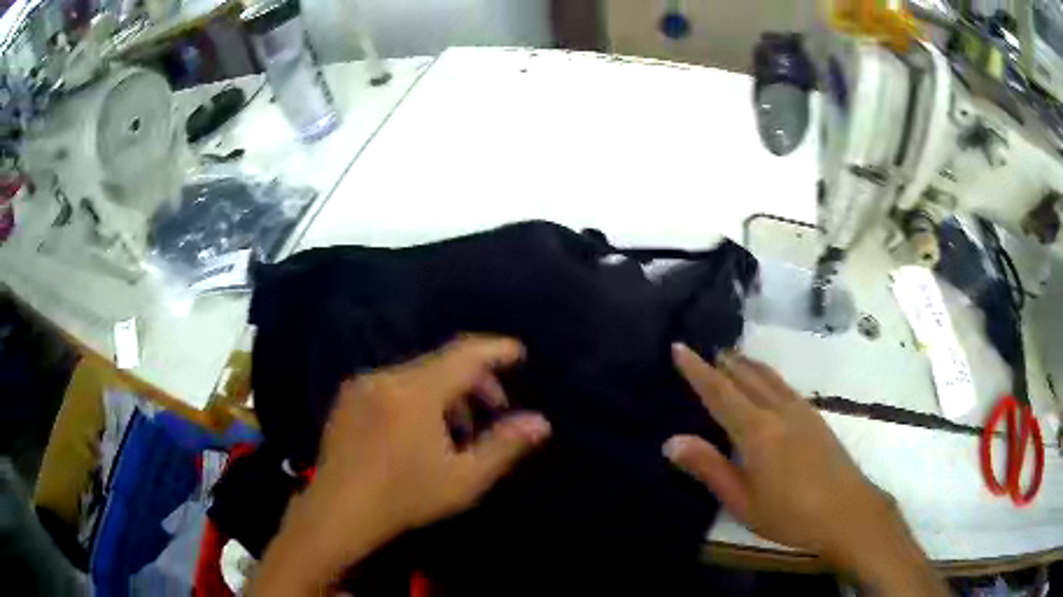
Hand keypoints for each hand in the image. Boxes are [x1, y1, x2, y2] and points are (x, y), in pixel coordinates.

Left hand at [315, 335, 551, 531]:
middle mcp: (386, 377)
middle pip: (440, 364)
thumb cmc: (404, 497)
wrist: (338, 511)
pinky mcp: (347, 398)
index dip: (494, 351)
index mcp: (415, 392)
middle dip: (473, 382)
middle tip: (494, 410)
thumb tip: (541, 422)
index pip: (464, 355)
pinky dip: (417, 399)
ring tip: (457, 431)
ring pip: (416, 376)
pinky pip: (393, 386)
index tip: (518, 353)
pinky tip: (419, 432)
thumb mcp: (463, 479)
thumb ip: (504, 446)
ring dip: (445, 394)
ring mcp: (362, 386)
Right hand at [664, 345, 945, 594]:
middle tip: (702, 350)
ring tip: (731, 358)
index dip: (697, 371)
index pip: (720, 392)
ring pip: (768, 377)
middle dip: (723, 363)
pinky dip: (766, 376)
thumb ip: (709, 468)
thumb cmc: (790, 514)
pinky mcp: (816, 417)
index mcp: (757, 431)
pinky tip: (767, 384)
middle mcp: (779, 411)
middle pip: (746, 377)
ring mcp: (801, 411)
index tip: (680, 347)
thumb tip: (671, 441)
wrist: (847, 511)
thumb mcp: (742, 501)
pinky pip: (784, 386)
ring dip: (746, 365)